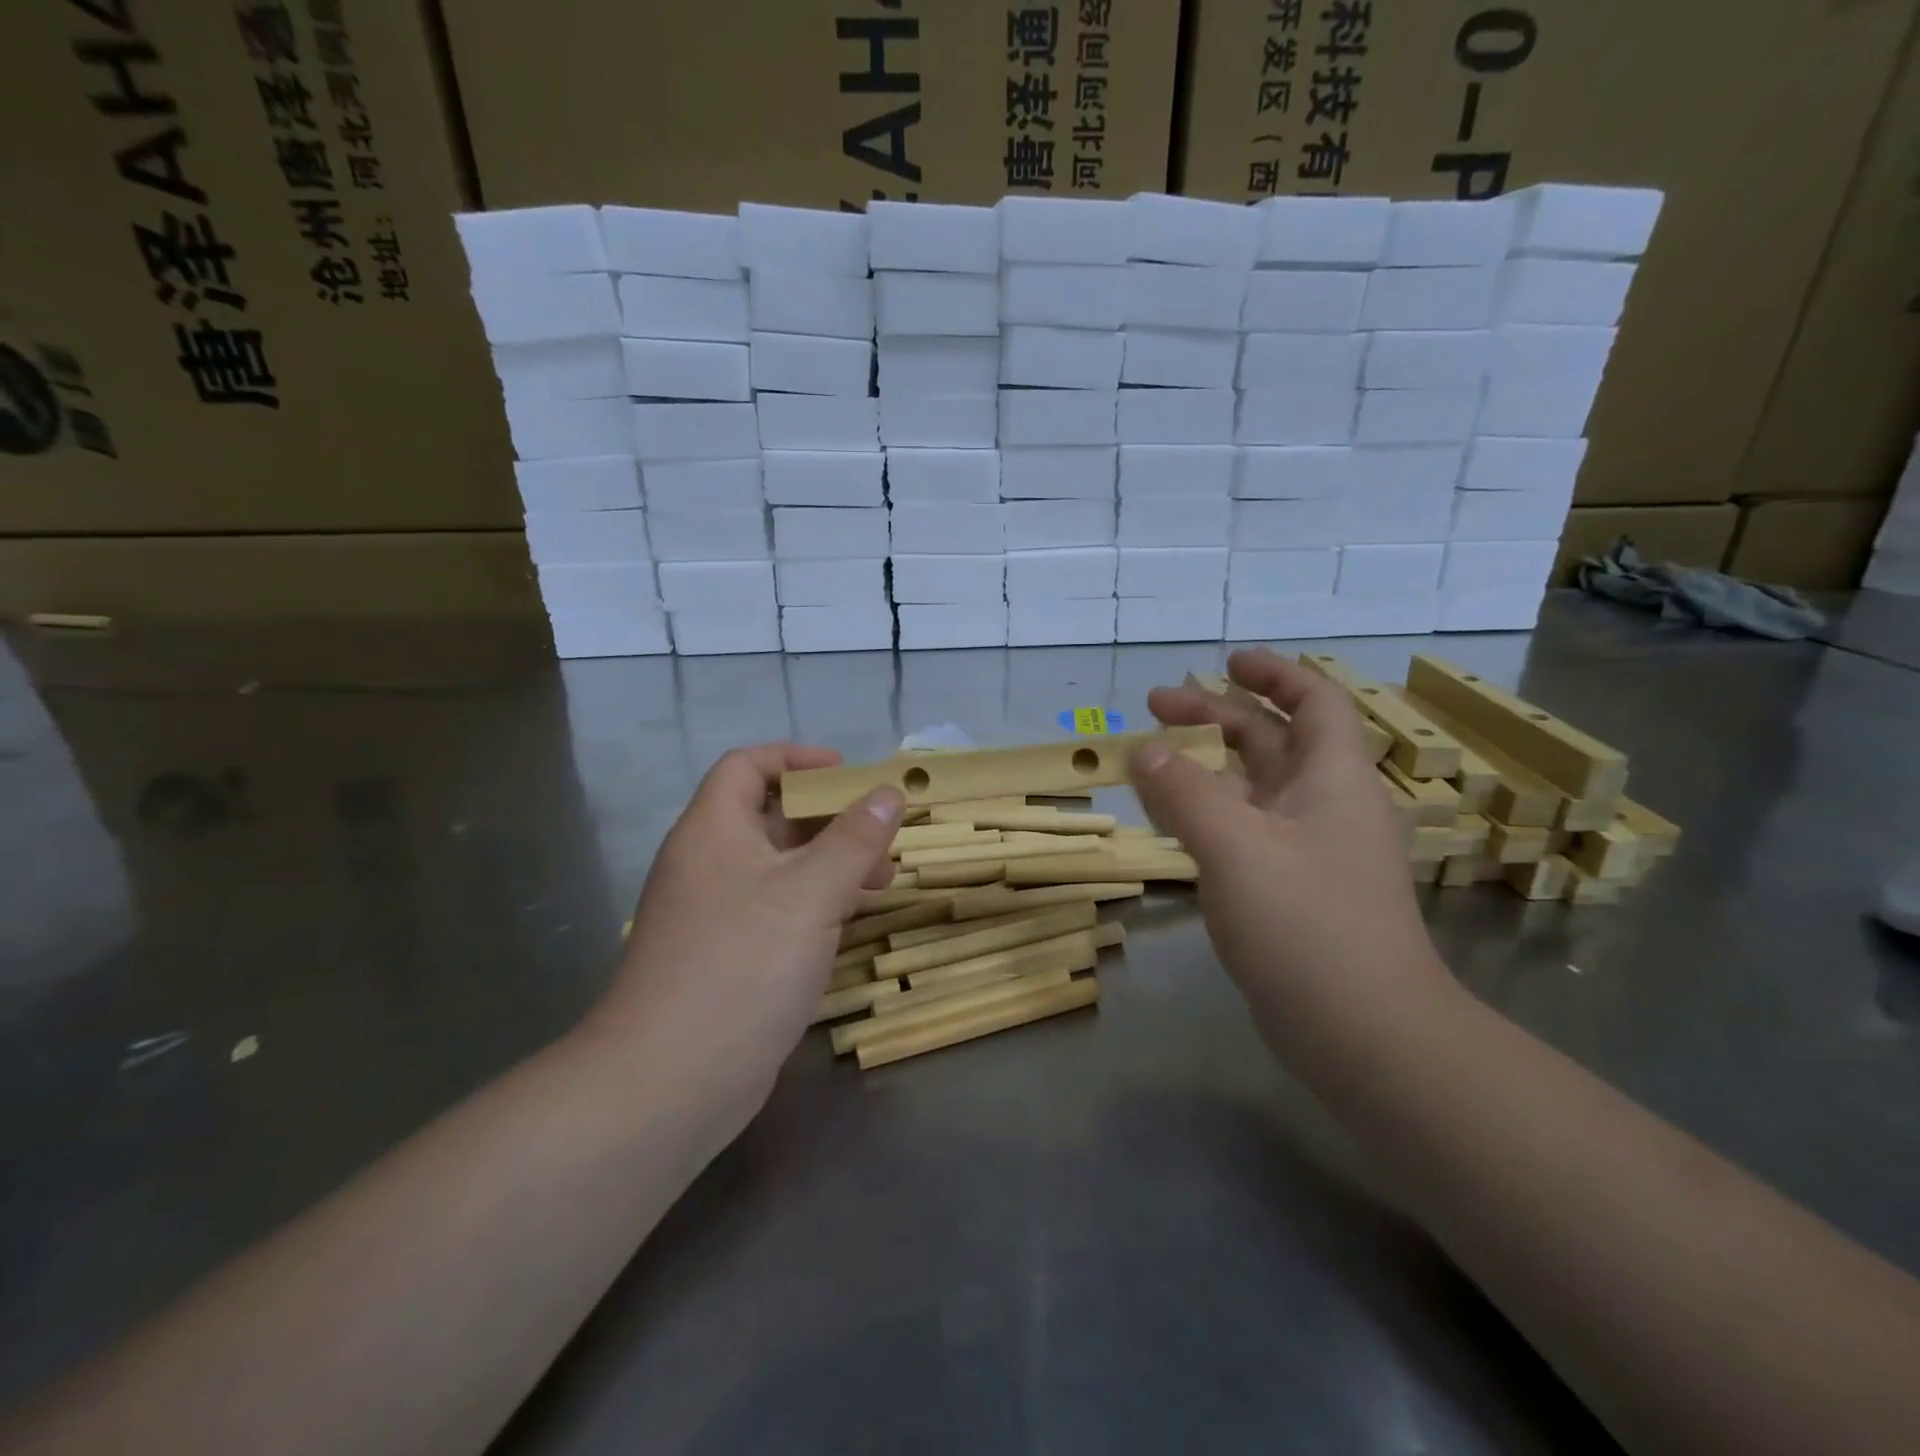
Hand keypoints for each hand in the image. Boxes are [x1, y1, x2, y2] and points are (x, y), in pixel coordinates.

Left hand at [585, 745, 903, 1123]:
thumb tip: (888, 792)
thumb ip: (855, 838)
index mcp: (713, 831)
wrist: (670, 1081)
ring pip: (779, 869)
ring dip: (830, 865)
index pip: (747, 766)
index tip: (847, 773)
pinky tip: (850, 925)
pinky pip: (776, 912)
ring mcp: (714, 915)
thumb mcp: (811, 892)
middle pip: (770, 818)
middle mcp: (708, 864)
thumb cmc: (742, 964)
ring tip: (882, 883)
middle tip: (881, 837)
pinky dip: (815, 906)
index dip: (796, 759)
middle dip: (830, 820)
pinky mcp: (726, 959)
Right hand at [1129, 649, 1447, 1045]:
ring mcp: (1307, 853)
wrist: (1364, 1035)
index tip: (1225, 661)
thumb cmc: (1308, 925)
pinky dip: (1206, 814)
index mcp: (1332, 779)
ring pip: (1253, 789)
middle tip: (1155, 707)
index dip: (1273, 673)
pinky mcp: (1289, 892)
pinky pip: (1242, 833)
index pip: (1314, 702)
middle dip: (1217, 717)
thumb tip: (1142, 749)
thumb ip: (1183, 792)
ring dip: (1206, 767)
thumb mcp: (1236, 847)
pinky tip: (1171, 821)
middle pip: (1272, 741)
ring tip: (1152, 760)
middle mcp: (1324, 807)